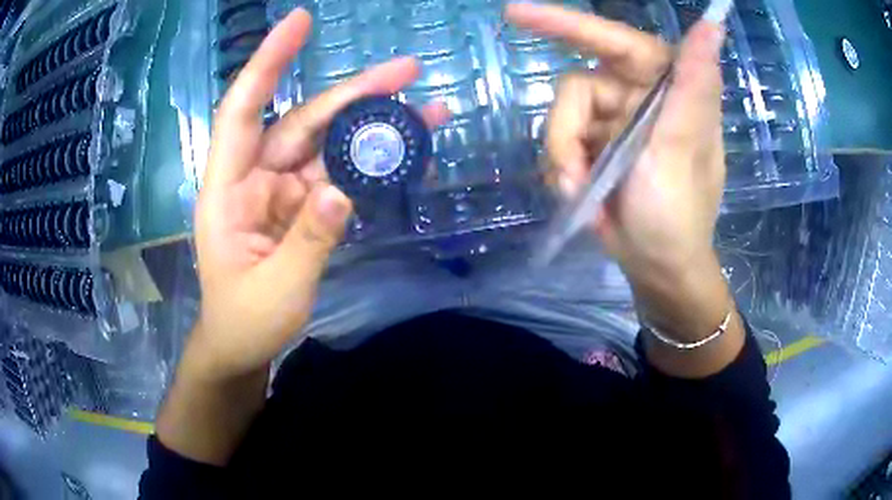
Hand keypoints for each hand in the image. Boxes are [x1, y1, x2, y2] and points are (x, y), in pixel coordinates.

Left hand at [189, 9, 448, 380]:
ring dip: (373, 125)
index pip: (243, 110)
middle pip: (303, 121)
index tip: (299, 22)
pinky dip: (371, 163)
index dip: (268, 62)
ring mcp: (283, 192)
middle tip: (408, 70)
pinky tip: (406, 150)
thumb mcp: (275, 290)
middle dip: (354, 93)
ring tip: (425, 105)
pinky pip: (340, 176)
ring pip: (328, 144)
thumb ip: (308, 242)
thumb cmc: (244, 321)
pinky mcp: (304, 209)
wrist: (243, 345)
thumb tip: (342, 193)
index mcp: (228, 190)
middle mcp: (255, 178)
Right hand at [507, 4, 739, 362]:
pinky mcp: (596, 145)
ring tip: (580, 193)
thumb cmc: (678, 214)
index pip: (615, 40)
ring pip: (562, 118)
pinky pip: (560, 142)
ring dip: (563, 157)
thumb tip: (713, 25)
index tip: (517, 14)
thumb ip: (694, 85)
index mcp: (667, 88)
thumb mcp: (683, 150)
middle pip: (577, 87)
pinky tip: (577, 193)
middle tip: (570, 173)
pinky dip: (561, 168)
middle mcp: (639, 96)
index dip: (568, 23)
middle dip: (566, 128)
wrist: (656, 267)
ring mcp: (614, 122)